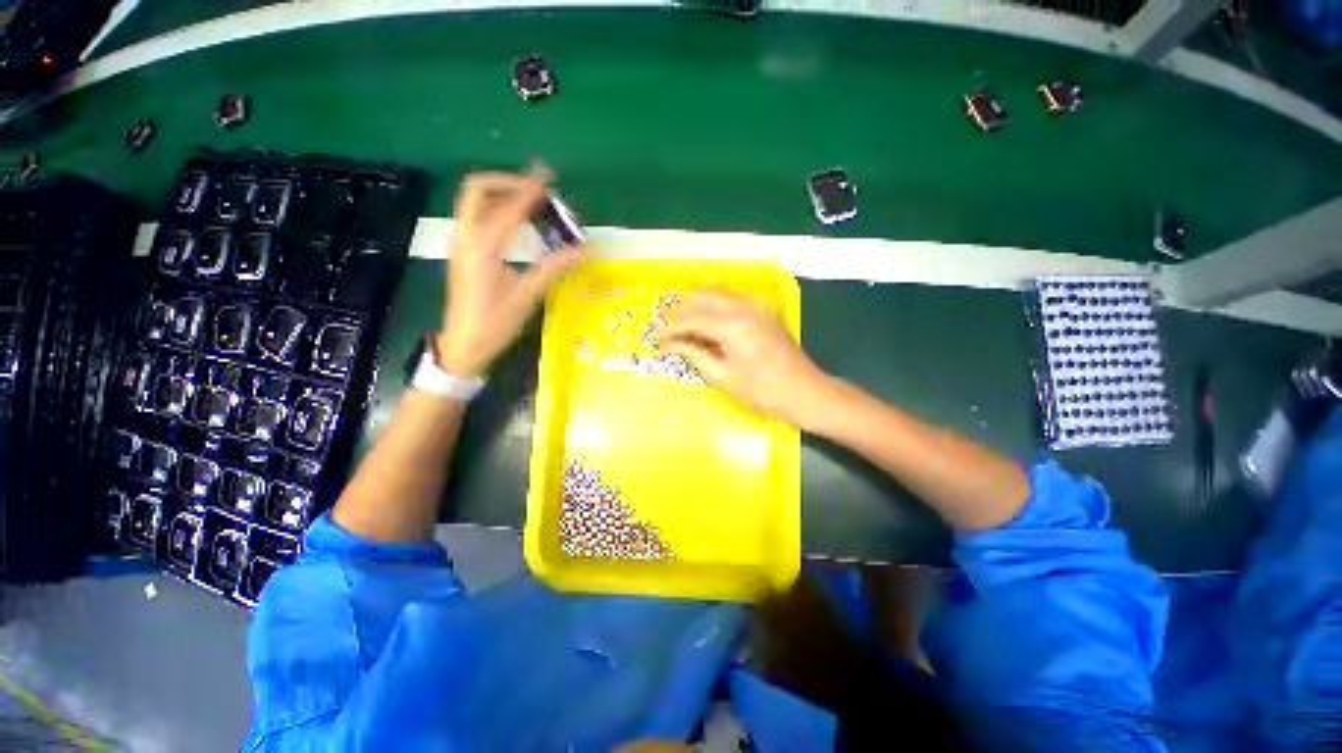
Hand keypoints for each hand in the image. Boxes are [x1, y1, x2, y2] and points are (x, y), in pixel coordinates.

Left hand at [436, 171, 582, 376]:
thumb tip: (580, 248)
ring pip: (474, 201)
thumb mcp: (527, 296)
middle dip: (507, 181)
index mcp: (484, 247)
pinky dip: (495, 208)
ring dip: (500, 193)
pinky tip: (516, 220)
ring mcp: (460, 242)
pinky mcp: (462, 250)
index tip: (548, 177)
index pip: (509, 207)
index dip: (530, 190)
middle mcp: (466, 236)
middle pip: (478, 189)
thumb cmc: (496, 323)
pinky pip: (475, 215)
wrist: (464, 343)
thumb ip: (553, 267)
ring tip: (530, 201)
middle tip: (535, 188)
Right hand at [661, 292, 832, 427]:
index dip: (671, 329)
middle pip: (702, 297)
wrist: (804, 391)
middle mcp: (742, 307)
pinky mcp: (763, 311)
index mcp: (731, 324)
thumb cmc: (762, 390)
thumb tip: (672, 345)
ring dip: (697, 305)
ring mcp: (756, 306)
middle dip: (681, 311)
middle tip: (667, 328)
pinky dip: (714, 306)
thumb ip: (696, 354)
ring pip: (717, 294)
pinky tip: (708, 321)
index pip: (691, 319)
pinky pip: (732, 299)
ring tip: (683, 324)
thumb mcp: (723, 376)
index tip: (658, 339)